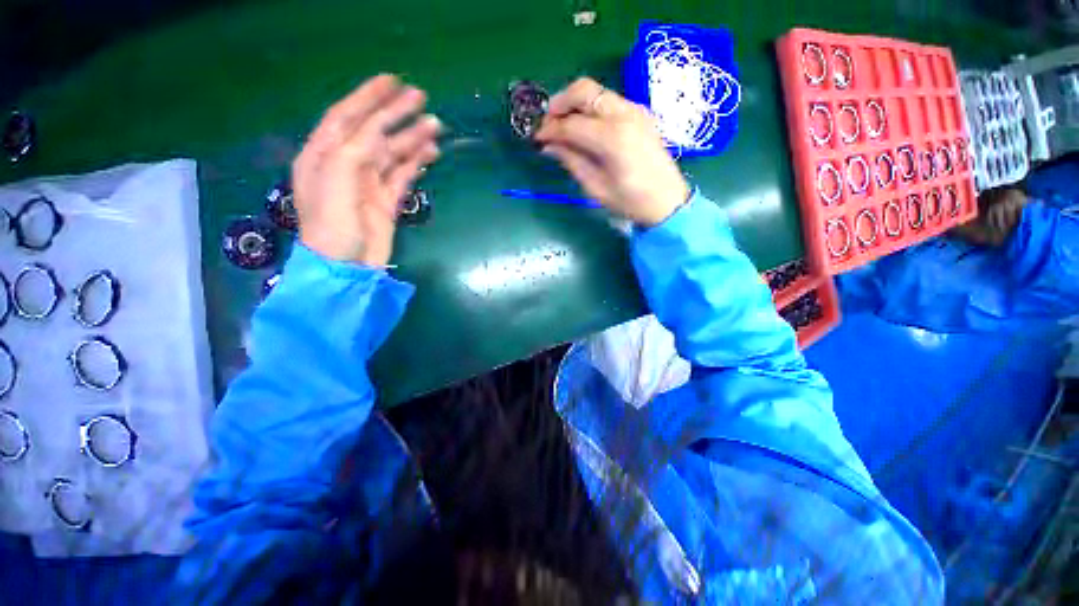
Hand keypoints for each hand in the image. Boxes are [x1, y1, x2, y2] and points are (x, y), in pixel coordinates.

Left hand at [293, 74, 440, 265]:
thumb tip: (381, 130)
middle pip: (373, 131)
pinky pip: (403, 176)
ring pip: (393, 154)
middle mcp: (345, 164)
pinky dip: (416, 163)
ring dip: (412, 138)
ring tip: (435, 125)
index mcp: (324, 154)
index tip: (393, 81)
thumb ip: (356, 148)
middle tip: (422, 98)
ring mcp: (368, 184)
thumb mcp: (336, 177)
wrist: (347, 266)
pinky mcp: (387, 201)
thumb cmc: (332, 222)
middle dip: (396, 113)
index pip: (346, 116)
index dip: (368, 96)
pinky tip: (430, 152)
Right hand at [535, 78, 689, 226]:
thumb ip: (572, 161)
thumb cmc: (631, 202)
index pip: (571, 124)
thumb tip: (549, 145)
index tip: (536, 138)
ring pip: (597, 92)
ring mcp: (635, 110)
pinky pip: (609, 101)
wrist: (668, 201)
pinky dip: (591, 108)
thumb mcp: (596, 188)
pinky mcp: (640, 113)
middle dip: (560, 103)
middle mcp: (624, 114)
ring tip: (562, 126)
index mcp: (613, 138)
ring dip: (575, 103)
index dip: (550, 130)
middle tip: (547, 123)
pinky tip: (584, 127)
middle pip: (584, 90)